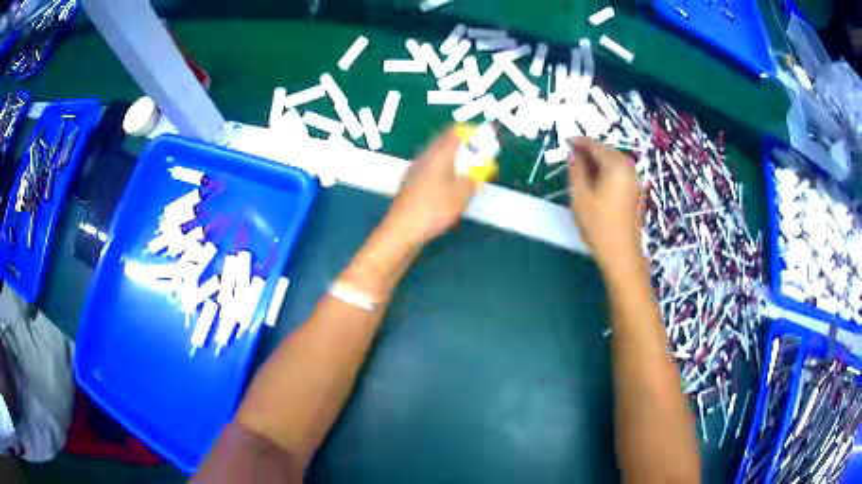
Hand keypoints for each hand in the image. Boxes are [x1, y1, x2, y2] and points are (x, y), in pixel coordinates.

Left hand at [384, 127, 475, 244]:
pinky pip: (431, 176)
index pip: (454, 133)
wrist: (402, 231)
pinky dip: (443, 178)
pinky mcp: (409, 188)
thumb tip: (474, 176)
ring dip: (453, 166)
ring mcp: (413, 173)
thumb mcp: (462, 194)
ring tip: (466, 179)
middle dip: (463, 151)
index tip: (483, 140)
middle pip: (445, 146)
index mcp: (437, 154)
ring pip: (437, 162)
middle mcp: (423, 159)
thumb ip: (472, 180)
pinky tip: (449, 194)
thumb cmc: (433, 209)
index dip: (470, 133)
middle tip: (477, 161)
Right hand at [567, 137, 642, 272]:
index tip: (565, 141)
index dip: (579, 142)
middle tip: (572, 155)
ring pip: (614, 162)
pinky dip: (607, 171)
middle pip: (607, 151)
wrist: (622, 254)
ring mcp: (635, 180)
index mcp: (615, 165)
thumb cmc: (598, 225)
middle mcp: (629, 168)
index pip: (595, 145)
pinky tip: (597, 182)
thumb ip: (576, 169)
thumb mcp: (580, 195)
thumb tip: (574, 153)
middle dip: (589, 151)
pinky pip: (619, 173)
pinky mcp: (637, 192)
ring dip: (598, 162)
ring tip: (582, 169)